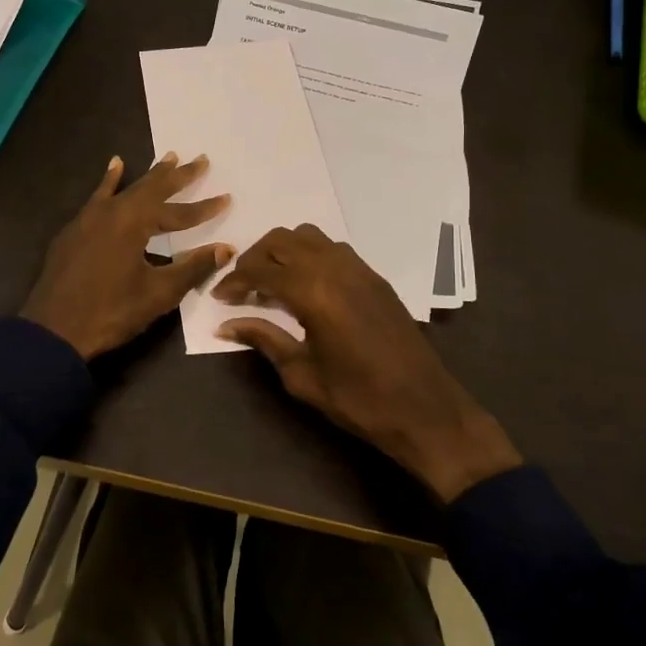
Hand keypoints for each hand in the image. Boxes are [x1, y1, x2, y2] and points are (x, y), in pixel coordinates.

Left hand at [21, 153, 233, 360]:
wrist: (54, 330)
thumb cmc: (111, 312)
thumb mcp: (158, 293)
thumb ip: (193, 267)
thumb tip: (226, 249)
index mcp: (134, 222)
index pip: (178, 213)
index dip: (204, 209)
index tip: (227, 198)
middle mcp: (112, 211)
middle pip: (151, 189)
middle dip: (178, 176)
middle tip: (200, 159)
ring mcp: (89, 218)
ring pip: (126, 189)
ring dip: (149, 176)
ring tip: (169, 157)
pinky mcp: (74, 230)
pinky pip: (98, 196)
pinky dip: (109, 181)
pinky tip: (115, 166)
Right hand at [215, 224, 520, 501]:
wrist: (425, 409)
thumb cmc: (358, 400)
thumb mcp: (302, 375)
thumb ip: (264, 340)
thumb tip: (226, 325)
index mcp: (314, 292)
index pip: (261, 270)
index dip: (234, 281)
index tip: (220, 298)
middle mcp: (335, 268)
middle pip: (282, 240)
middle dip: (255, 258)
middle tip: (240, 286)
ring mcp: (359, 269)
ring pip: (308, 237)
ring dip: (283, 251)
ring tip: (270, 282)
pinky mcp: (374, 277)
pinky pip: (333, 249)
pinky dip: (309, 256)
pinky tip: (304, 287)